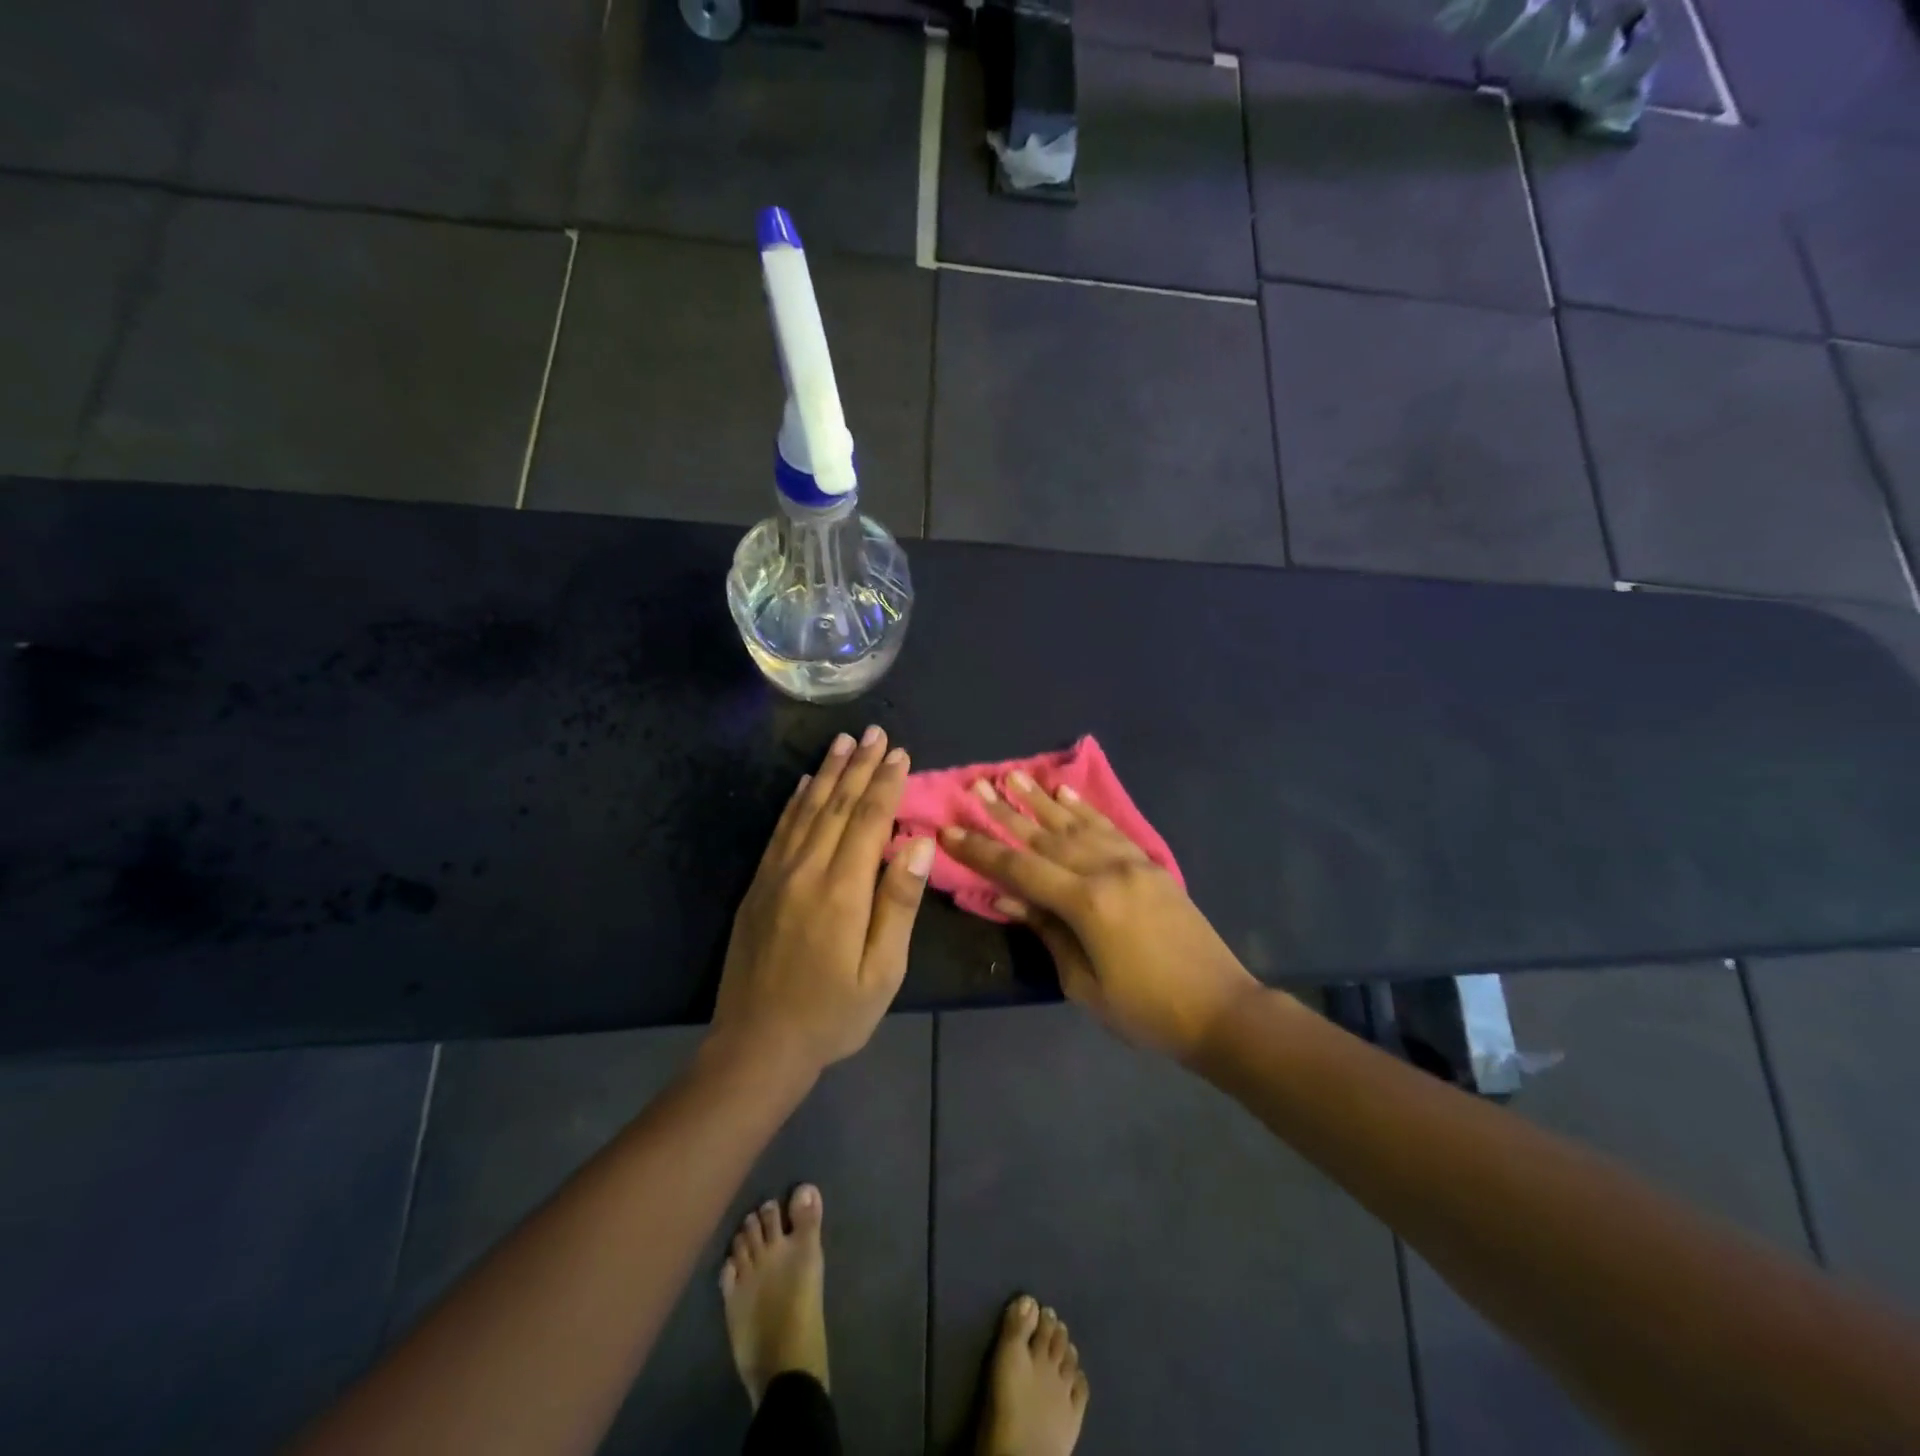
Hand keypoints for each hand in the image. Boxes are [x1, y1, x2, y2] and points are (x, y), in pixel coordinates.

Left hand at [712, 727, 934, 1075]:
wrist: (757, 1045)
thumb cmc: (833, 1013)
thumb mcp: (882, 971)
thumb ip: (898, 903)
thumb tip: (916, 844)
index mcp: (843, 890)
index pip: (868, 821)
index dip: (886, 784)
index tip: (900, 753)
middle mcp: (807, 870)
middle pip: (837, 805)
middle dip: (859, 766)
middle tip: (875, 732)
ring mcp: (777, 876)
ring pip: (806, 810)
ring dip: (827, 773)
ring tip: (843, 741)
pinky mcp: (758, 886)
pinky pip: (779, 831)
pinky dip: (794, 802)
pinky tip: (803, 784)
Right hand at [941, 774, 1257, 1063]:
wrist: (1221, 1009)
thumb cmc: (1146, 1010)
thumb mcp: (1084, 983)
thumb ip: (1047, 931)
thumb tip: (1006, 897)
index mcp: (1087, 904)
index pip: (1020, 870)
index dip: (981, 851)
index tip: (950, 829)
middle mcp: (1107, 871)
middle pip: (1045, 838)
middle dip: (1007, 814)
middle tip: (977, 787)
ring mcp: (1133, 863)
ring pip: (1077, 825)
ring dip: (1042, 801)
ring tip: (1014, 776)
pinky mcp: (1151, 866)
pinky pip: (1111, 829)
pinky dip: (1086, 810)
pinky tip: (1066, 794)